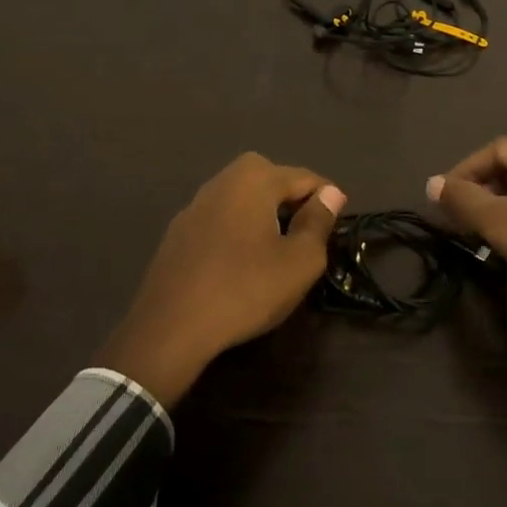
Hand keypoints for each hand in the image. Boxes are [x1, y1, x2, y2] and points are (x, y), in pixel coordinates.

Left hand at [93, 154, 344, 407]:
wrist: (170, 328)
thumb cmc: (245, 289)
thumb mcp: (299, 261)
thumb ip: (319, 222)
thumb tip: (331, 193)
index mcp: (255, 178)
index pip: (305, 178)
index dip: (327, 200)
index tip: (336, 229)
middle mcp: (222, 180)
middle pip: (271, 179)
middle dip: (292, 200)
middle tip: (307, 235)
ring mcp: (195, 205)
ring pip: (242, 198)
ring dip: (263, 214)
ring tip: (276, 249)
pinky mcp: (177, 232)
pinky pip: (220, 219)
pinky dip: (237, 230)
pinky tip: (239, 263)